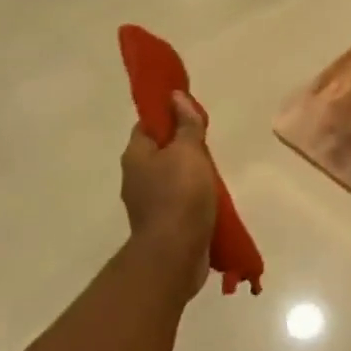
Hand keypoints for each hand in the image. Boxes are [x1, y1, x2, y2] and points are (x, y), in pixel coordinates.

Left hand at [120, 93, 218, 301]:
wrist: (174, 254)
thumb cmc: (180, 195)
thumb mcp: (188, 151)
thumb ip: (185, 123)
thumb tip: (175, 96)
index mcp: (136, 155)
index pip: (148, 124)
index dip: (168, 114)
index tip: (191, 112)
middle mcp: (136, 177)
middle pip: (160, 150)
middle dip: (183, 144)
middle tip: (208, 141)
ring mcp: (147, 202)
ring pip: (171, 176)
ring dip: (190, 172)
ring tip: (214, 170)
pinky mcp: (162, 223)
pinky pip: (178, 199)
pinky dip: (192, 195)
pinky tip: (210, 196)